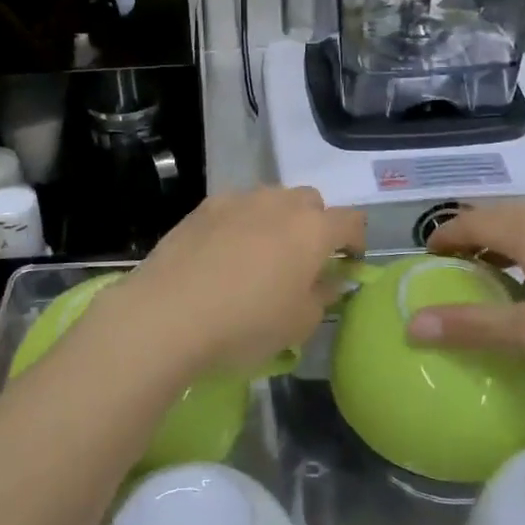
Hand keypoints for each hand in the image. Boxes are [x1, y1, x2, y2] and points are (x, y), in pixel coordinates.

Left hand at [104, 188, 363, 377]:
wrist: (168, 313)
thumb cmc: (245, 324)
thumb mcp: (298, 324)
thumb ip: (323, 295)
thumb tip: (331, 279)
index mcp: (313, 230)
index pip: (351, 221)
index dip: (356, 240)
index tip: (348, 263)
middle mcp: (280, 203)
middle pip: (311, 202)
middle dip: (315, 225)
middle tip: (303, 259)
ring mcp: (240, 199)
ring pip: (272, 199)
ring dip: (277, 220)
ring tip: (260, 255)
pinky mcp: (205, 206)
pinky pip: (237, 207)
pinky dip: (241, 223)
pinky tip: (224, 253)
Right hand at [409, 205, 524, 393]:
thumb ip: (471, 326)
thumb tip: (411, 324)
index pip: (469, 221)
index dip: (441, 237)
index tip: (421, 264)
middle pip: (495, 220)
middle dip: (466, 242)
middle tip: (446, 276)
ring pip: (523, 234)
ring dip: (496, 252)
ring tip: (483, 286)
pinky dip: (523, 262)